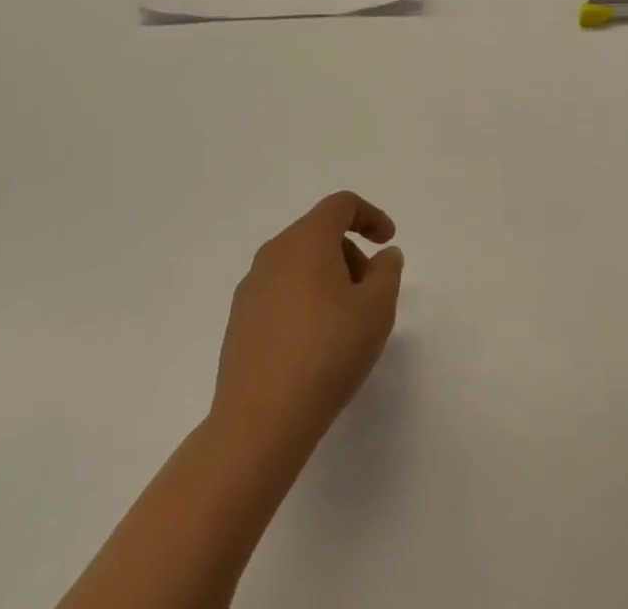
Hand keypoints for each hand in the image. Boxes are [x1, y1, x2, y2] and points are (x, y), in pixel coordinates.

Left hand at [212, 192, 404, 446]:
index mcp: (306, 239)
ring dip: (327, 279)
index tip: (388, 242)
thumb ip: (387, 272)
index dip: (370, 216)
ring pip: (298, 264)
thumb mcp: (376, 309)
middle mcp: (274, 253)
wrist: (259, 421)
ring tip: (345, 324)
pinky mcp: (239, 321)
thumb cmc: (327, 352)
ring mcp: (251, 287)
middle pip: (319, 233)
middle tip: (371, 294)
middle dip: (351, 254)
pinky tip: (315, 345)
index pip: (341, 205)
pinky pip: (280, 293)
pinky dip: (304, 302)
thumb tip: (383, 256)